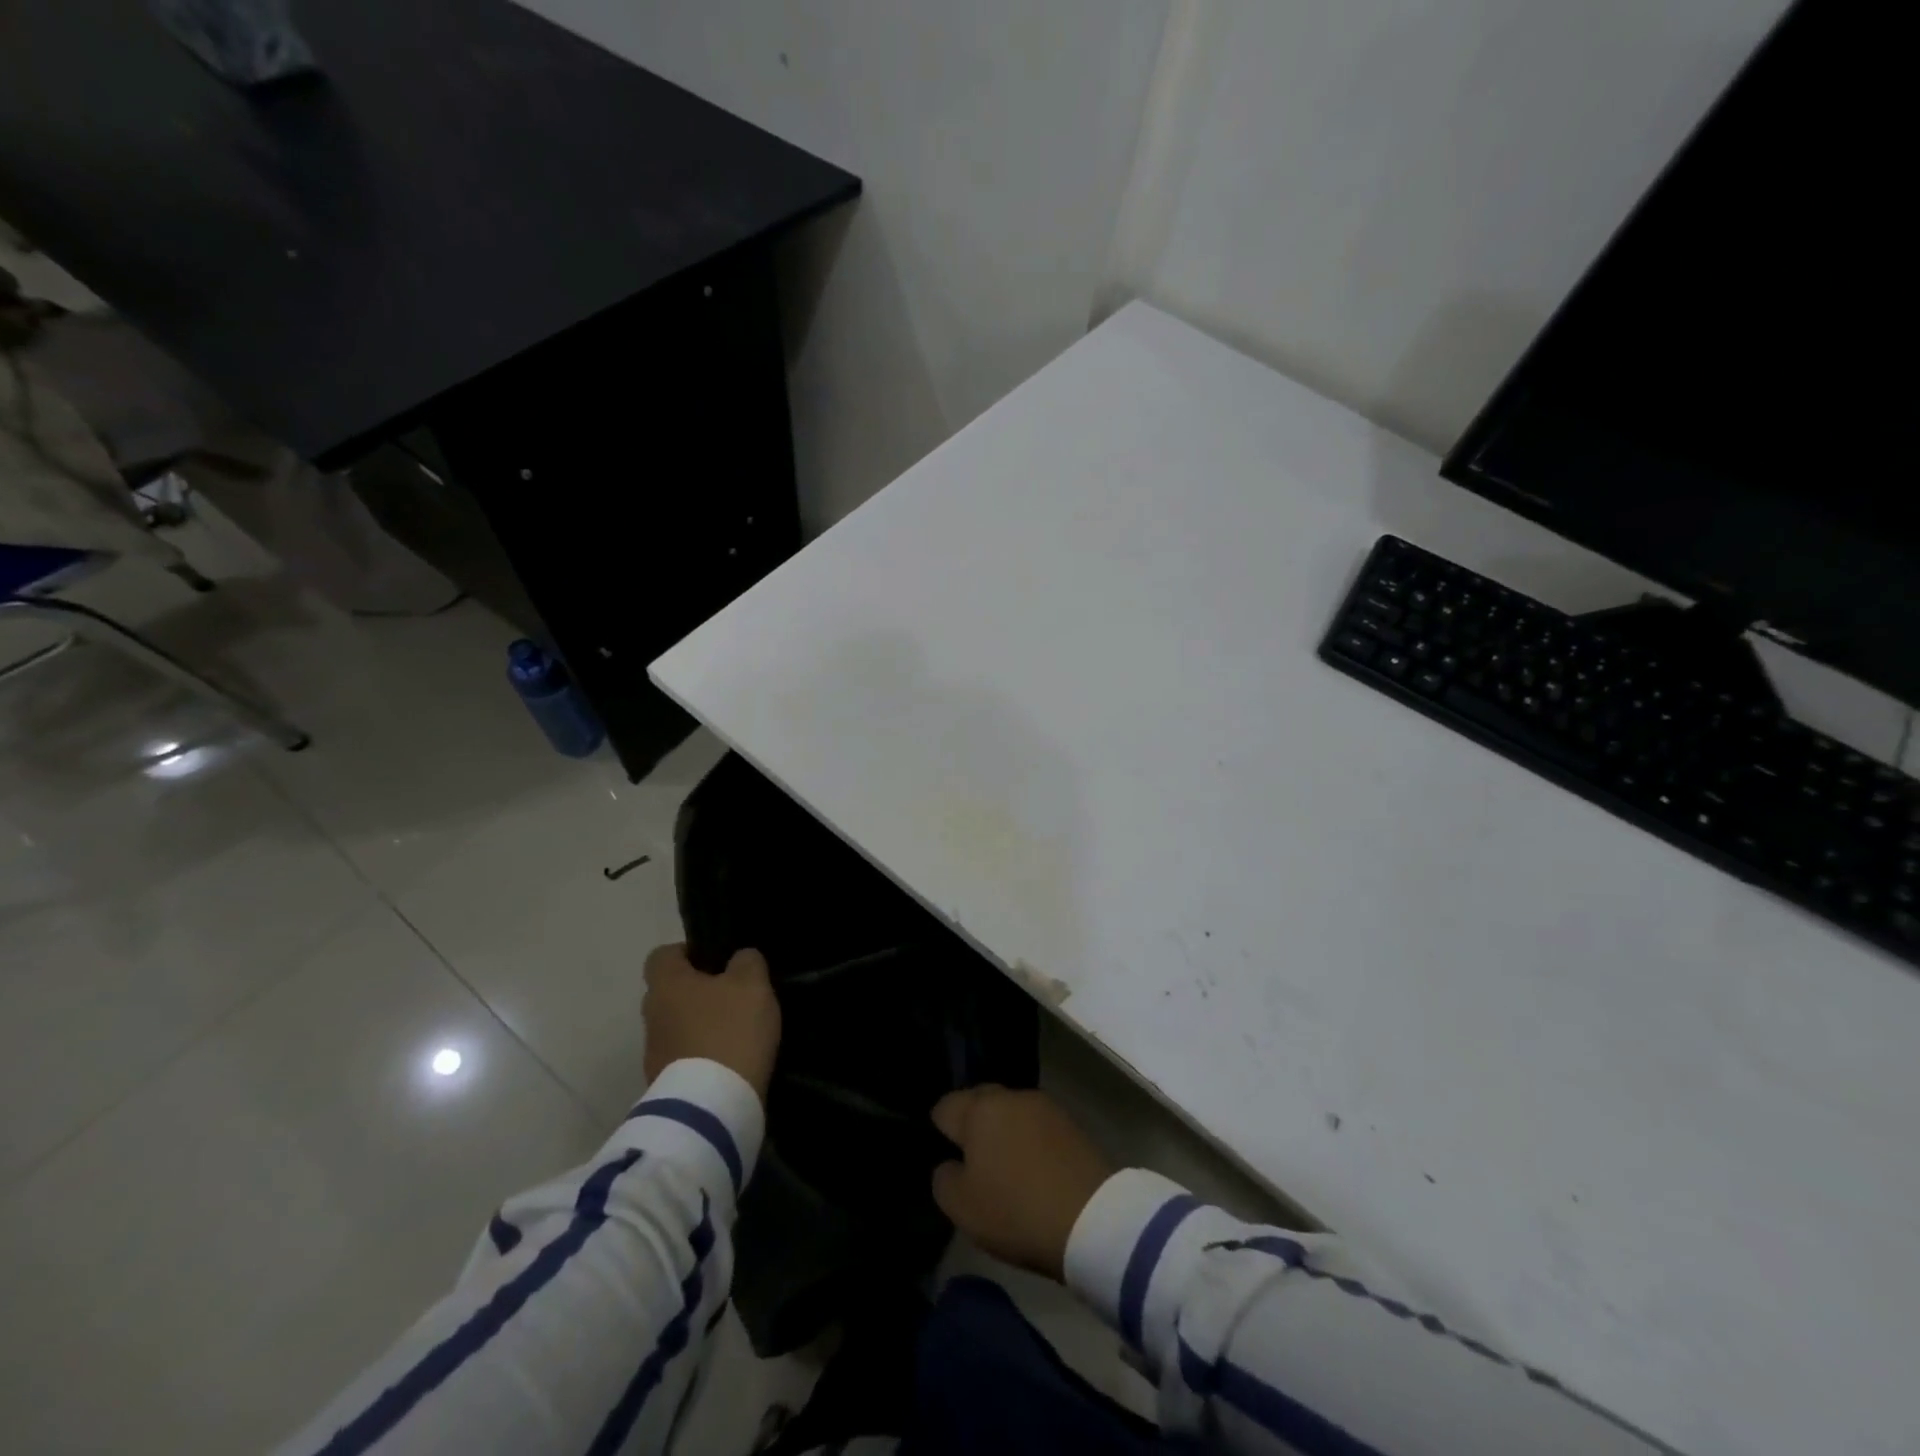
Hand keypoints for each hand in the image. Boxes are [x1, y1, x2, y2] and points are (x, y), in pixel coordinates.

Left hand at [642, 944, 781, 1102]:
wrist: (712, 1106)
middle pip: (670, 992)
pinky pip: (683, 1057)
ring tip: (736, 1030)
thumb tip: (739, 959)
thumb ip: (747, 961)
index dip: (688, 952)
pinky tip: (730, 1059)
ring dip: (699, 1025)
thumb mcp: (752, 984)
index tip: (717, 960)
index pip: (662, 955)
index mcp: (666, 984)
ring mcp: (654, 1053)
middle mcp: (651, 1015)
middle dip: (697, 991)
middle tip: (733, 995)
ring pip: (677, 1026)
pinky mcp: (664, 1085)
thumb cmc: (729, 1030)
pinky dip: (702, 1055)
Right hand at [930, 1086, 1114, 1280]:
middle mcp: (1010, 1095)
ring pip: (1010, 1111)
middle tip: (972, 1162)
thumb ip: (943, 1178)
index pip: (944, 1106)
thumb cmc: (1016, 1210)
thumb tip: (949, 1163)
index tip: (945, 1158)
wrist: (1091, 1218)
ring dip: (1003, 1130)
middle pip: (979, 1102)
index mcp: (979, 1109)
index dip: (939, 1131)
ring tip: (1005, 1166)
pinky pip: (1035, 1125)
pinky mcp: (1070, 1122)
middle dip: (972, 1125)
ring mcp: (1044, 1105)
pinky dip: (1029, 1140)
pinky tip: (1032, 1168)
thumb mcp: (962, 1207)